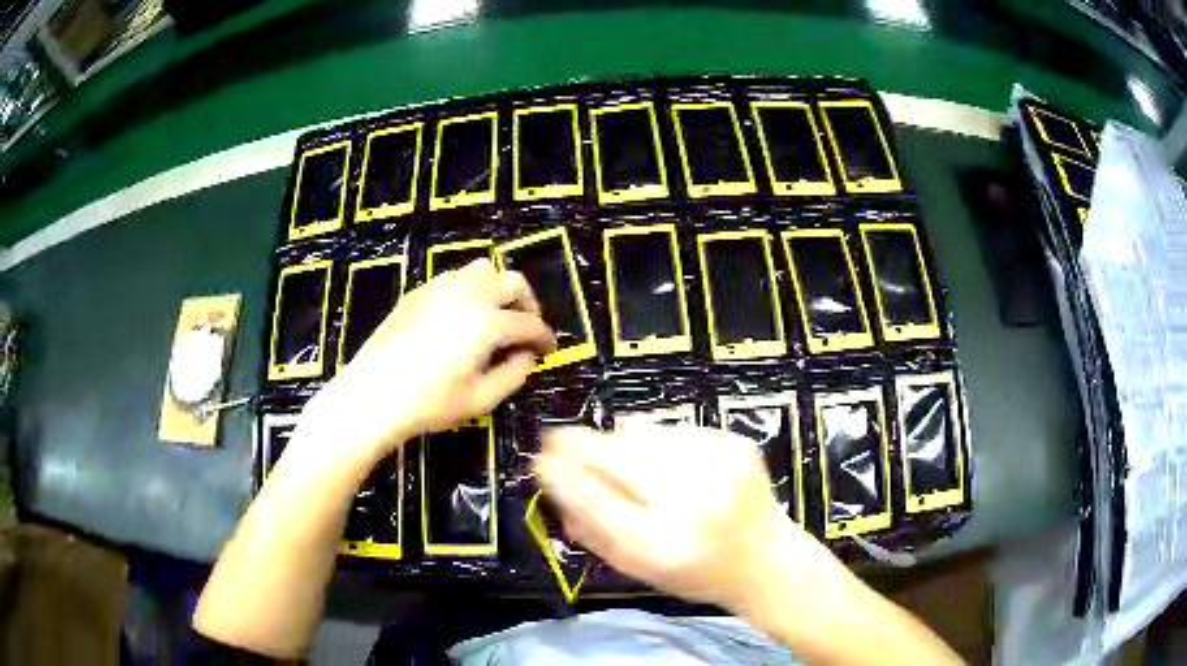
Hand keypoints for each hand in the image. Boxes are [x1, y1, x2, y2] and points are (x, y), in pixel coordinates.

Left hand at [305, 259, 555, 459]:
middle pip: (512, 282)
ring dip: (499, 289)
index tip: (550, 349)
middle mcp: (469, 294)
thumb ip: (514, 374)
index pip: (529, 323)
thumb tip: (527, 355)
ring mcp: (441, 287)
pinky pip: (456, 277)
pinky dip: (472, 289)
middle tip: (527, 328)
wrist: (373, 394)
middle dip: (527, 303)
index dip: (545, 337)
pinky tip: (464, 315)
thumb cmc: (430, 403)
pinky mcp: (420, 291)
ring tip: (497, 315)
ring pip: (483, 270)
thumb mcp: (481, 399)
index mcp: (488, 323)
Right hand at [535, 425, 843, 618]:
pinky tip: (670, 465)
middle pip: (618, 456)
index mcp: (663, 545)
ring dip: (621, 443)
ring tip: (627, 464)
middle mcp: (694, 502)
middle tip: (558, 440)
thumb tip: (551, 481)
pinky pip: (676, 431)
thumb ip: (591, 529)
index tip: (539, 459)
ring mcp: (721, 466)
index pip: (595, 500)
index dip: (562, 474)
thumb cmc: (695, 573)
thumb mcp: (637, 568)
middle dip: (581, 444)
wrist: (765, 558)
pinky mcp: (738, 444)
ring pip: (644, 435)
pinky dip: (660, 443)